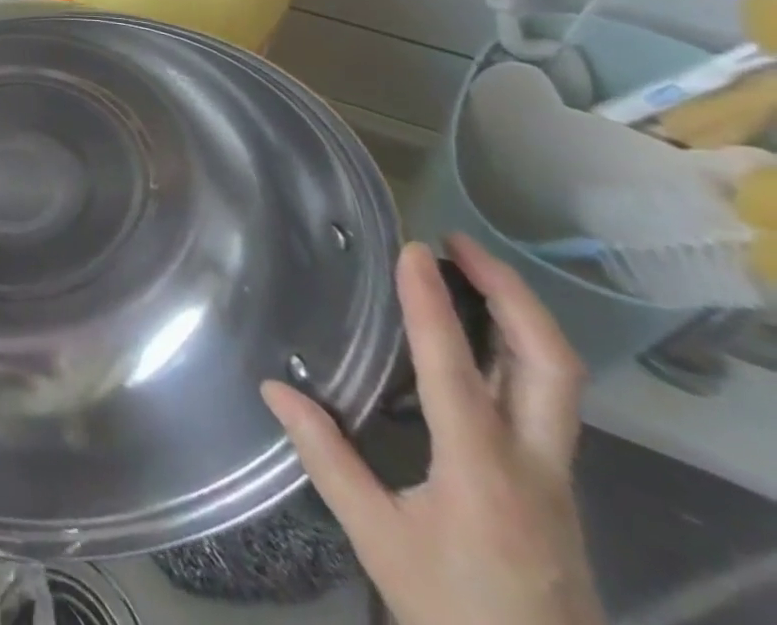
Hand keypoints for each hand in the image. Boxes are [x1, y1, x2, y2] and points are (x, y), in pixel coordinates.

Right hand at [263, 236, 603, 624]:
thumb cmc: (452, 608)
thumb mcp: (377, 538)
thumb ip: (326, 457)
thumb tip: (274, 386)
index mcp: (483, 474)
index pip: (456, 371)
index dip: (431, 304)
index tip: (412, 251)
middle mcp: (534, 464)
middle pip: (550, 366)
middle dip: (512, 294)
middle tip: (460, 243)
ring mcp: (556, 474)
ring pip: (559, 379)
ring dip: (520, 314)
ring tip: (471, 268)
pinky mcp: (556, 482)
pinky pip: (547, 397)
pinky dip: (518, 345)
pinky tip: (479, 334)